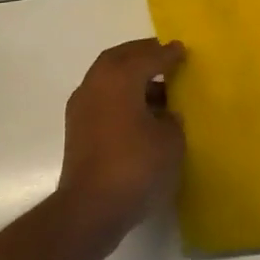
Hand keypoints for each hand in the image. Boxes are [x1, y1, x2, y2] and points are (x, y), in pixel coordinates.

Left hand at [55, 38, 186, 247]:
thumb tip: (165, 115)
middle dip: (143, 55)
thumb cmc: (136, 166)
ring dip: (131, 77)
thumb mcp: (170, 140)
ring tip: (159, 88)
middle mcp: (95, 84)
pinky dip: (122, 96)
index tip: (182, 50)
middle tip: (166, 57)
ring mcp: (82, 107)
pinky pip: (103, 99)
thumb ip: (171, 119)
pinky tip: (141, 113)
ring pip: (109, 79)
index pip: (147, 56)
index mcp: (119, 78)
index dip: (168, 54)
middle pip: (120, 59)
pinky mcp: (77, 129)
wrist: (91, 208)